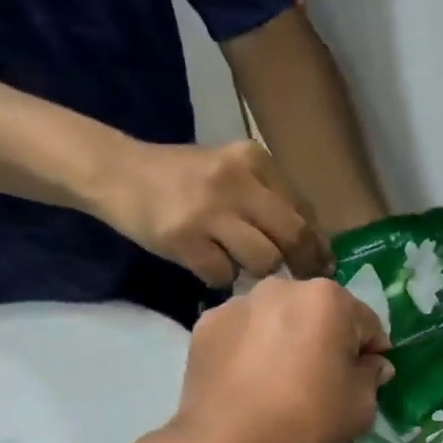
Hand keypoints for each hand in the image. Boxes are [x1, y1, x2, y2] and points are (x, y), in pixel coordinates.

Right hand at [97, 139, 332, 287]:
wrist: (119, 174)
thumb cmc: (182, 177)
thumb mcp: (231, 172)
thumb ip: (267, 198)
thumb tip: (311, 242)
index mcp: (254, 160)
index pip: (302, 209)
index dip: (317, 243)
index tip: (323, 264)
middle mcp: (236, 181)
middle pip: (292, 235)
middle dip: (304, 265)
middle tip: (303, 282)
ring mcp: (209, 210)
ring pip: (262, 259)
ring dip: (257, 271)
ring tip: (238, 263)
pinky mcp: (184, 238)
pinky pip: (223, 274)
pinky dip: (220, 277)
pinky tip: (207, 265)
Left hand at [170, 276, 392, 442]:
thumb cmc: (303, 425)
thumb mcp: (359, 407)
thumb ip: (371, 375)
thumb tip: (372, 363)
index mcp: (327, 299)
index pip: (365, 322)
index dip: (370, 352)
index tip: (365, 379)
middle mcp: (281, 288)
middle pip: (318, 312)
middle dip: (325, 339)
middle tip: (321, 380)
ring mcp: (237, 304)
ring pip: (277, 318)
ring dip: (286, 339)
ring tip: (279, 381)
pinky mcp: (205, 325)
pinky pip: (243, 332)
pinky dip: (250, 348)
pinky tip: (248, 382)